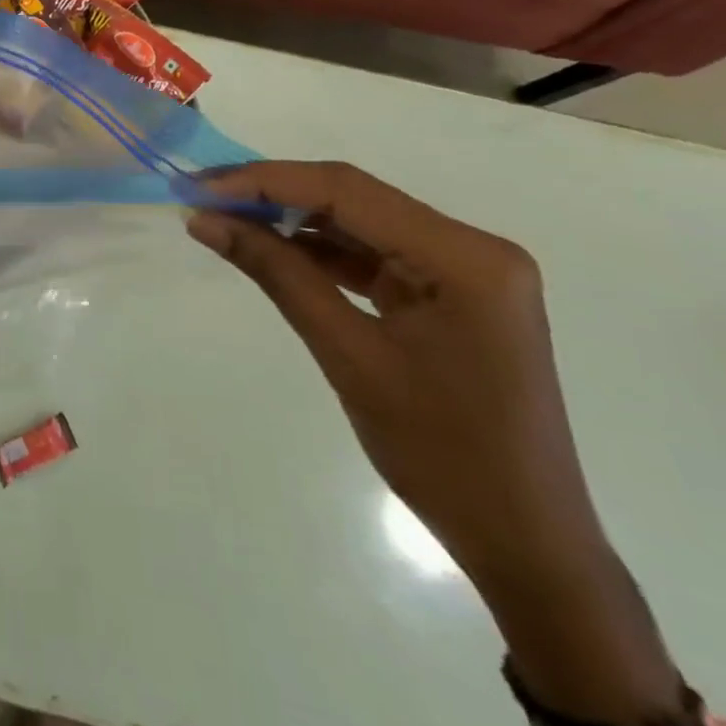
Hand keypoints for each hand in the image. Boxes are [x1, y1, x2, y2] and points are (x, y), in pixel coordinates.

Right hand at [189, 162, 686, 725]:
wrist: (525, 544)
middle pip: (355, 198)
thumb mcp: (348, 356)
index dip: (266, 180)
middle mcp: (472, 247)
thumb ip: (277, 275)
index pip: (348, 191)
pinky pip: (373, 256)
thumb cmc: (443, 455)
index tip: (200, 186)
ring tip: (226, 218)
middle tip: (203, 196)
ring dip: (292, 220)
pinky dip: (320, 252)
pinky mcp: (450, 294)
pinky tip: (272, 250)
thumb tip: (206, 221)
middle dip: (274, 193)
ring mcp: (464, 271)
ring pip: (360, 223)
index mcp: (465, 257)